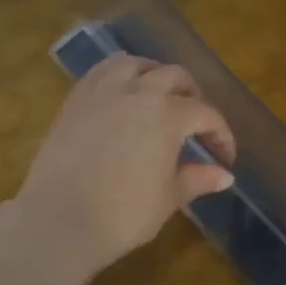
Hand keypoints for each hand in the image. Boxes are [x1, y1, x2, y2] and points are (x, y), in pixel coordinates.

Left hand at [17, 55, 236, 283]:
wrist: (60, 220)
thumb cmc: (124, 214)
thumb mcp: (169, 198)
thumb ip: (198, 179)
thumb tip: (225, 175)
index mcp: (170, 115)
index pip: (206, 114)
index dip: (221, 134)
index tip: (224, 157)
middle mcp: (140, 92)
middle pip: (175, 77)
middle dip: (193, 96)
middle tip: (197, 121)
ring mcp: (104, 91)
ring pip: (136, 64)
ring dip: (155, 74)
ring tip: (159, 94)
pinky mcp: (75, 99)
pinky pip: (102, 72)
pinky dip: (119, 74)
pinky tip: (121, 92)